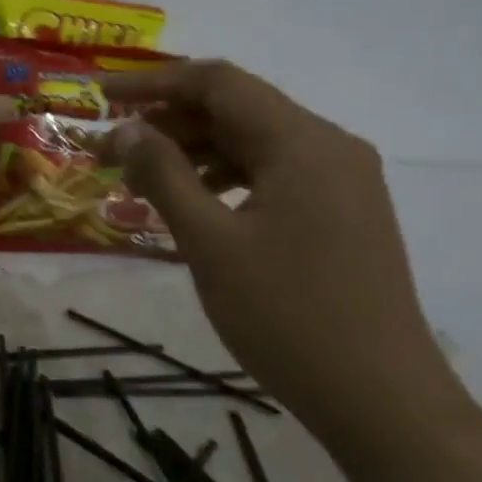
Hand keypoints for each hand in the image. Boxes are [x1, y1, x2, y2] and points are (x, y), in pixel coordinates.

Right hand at [104, 61, 450, 432]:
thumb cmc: (286, 315)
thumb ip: (164, 175)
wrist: (379, 398)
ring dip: (195, 151)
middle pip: (238, 109)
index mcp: (303, 143)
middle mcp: (330, 147)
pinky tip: (193, 204)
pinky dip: (226, 178)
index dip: (153, 83)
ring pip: (255, 144)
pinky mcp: (343, 214)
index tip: (101, 97)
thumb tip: (127, 129)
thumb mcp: (210, 242)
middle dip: (170, 121)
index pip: (218, 83)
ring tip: (142, 178)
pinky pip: (274, 175)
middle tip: (113, 148)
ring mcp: (343, 182)